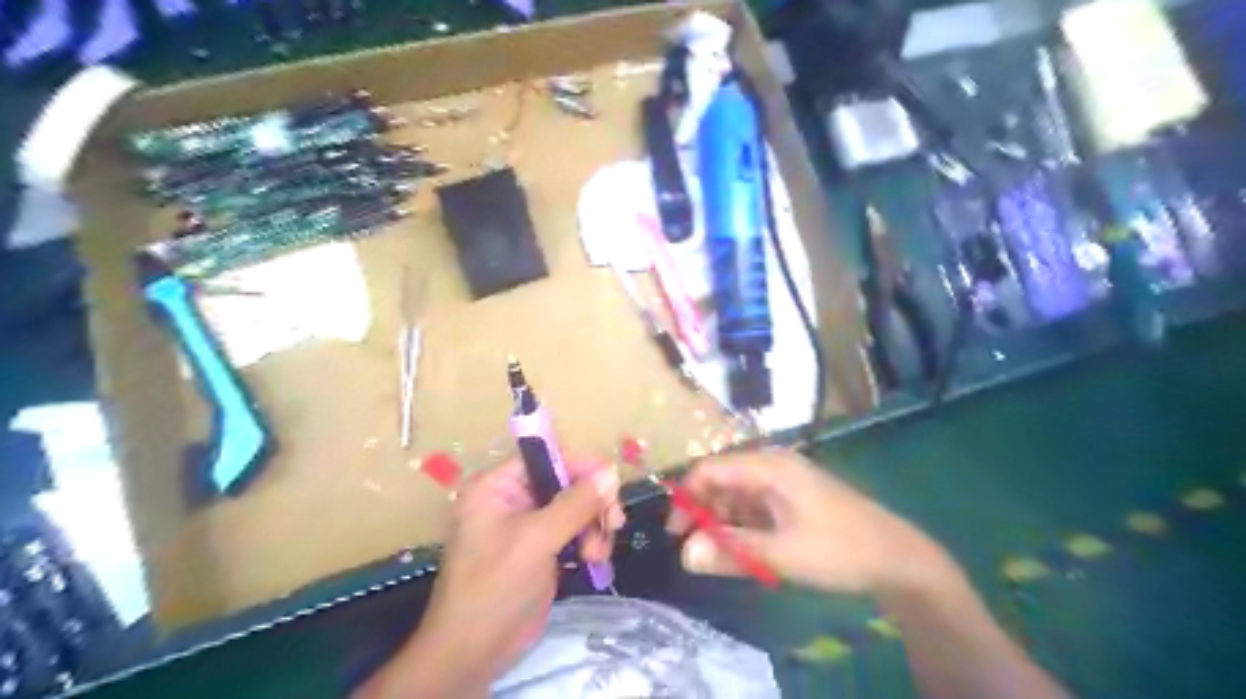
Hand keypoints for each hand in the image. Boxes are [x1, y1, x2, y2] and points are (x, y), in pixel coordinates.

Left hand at [356, 459, 623, 698]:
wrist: (474, 653)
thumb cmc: (495, 587)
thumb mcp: (536, 540)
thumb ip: (575, 504)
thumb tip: (611, 472)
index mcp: (498, 487)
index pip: (546, 457)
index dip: (580, 465)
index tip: (611, 482)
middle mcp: (513, 500)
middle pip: (566, 482)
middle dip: (592, 502)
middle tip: (614, 522)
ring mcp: (529, 526)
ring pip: (576, 508)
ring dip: (594, 526)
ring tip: (597, 554)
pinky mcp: (542, 550)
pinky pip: (575, 532)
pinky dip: (590, 542)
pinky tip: (595, 561)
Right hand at [666, 451, 950, 597]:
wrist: (898, 558)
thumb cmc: (840, 549)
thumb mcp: (782, 554)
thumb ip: (732, 551)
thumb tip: (685, 555)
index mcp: (769, 466)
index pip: (710, 470)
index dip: (686, 498)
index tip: (675, 533)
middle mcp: (773, 465)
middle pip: (722, 480)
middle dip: (704, 512)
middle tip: (697, 550)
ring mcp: (784, 481)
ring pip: (738, 494)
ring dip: (724, 522)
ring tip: (721, 555)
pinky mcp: (793, 497)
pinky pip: (755, 505)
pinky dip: (743, 525)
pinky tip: (746, 550)